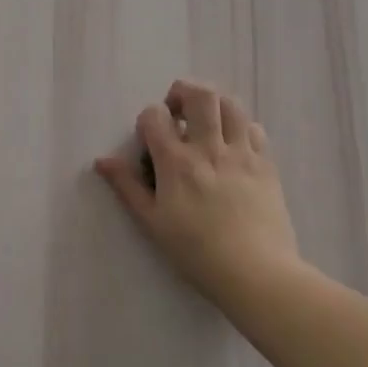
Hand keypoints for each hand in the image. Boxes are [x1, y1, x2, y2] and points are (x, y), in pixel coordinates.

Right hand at [94, 79, 301, 304]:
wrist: (257, 274)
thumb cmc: (196, 251)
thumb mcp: (153, 222)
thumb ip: (127, 186)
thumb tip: (101, 161)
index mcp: (176, 162)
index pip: (155, 115)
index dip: (147, 120)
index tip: (149, 140)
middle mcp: (209, 148)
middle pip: (199, 95)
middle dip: (182, 92)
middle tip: (177, 111)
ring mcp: (241, 153)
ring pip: (230, 104)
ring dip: (213, 103)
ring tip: (205, 120)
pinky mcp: (266, 164)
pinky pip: (254, 128)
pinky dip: (240, 127)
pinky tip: (232, 144)